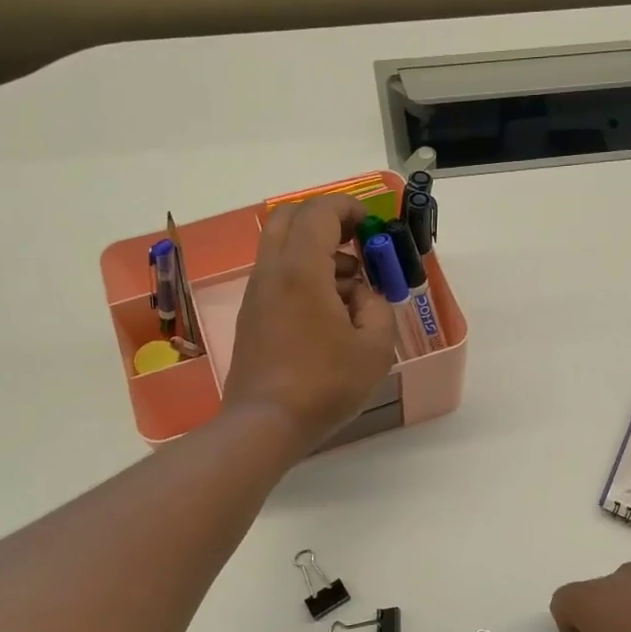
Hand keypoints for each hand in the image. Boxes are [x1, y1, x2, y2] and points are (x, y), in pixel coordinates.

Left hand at [223, 195, 397, 454]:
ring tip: (352, 289)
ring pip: (282, 247)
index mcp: (301, 270)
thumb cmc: (325, 385)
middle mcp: (272, 272)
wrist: (264, 424)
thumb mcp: (375, 348)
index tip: (371, 225)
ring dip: (317, 250)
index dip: (348, 207)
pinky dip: (304, 274)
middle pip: (290, 217)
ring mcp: (256, 294)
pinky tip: (330, 312)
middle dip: (327, 219)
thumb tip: (363, 294)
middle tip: (357, 242)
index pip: (318, 211)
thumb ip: (378, 307)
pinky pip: (278, 275)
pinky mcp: (252, 315)